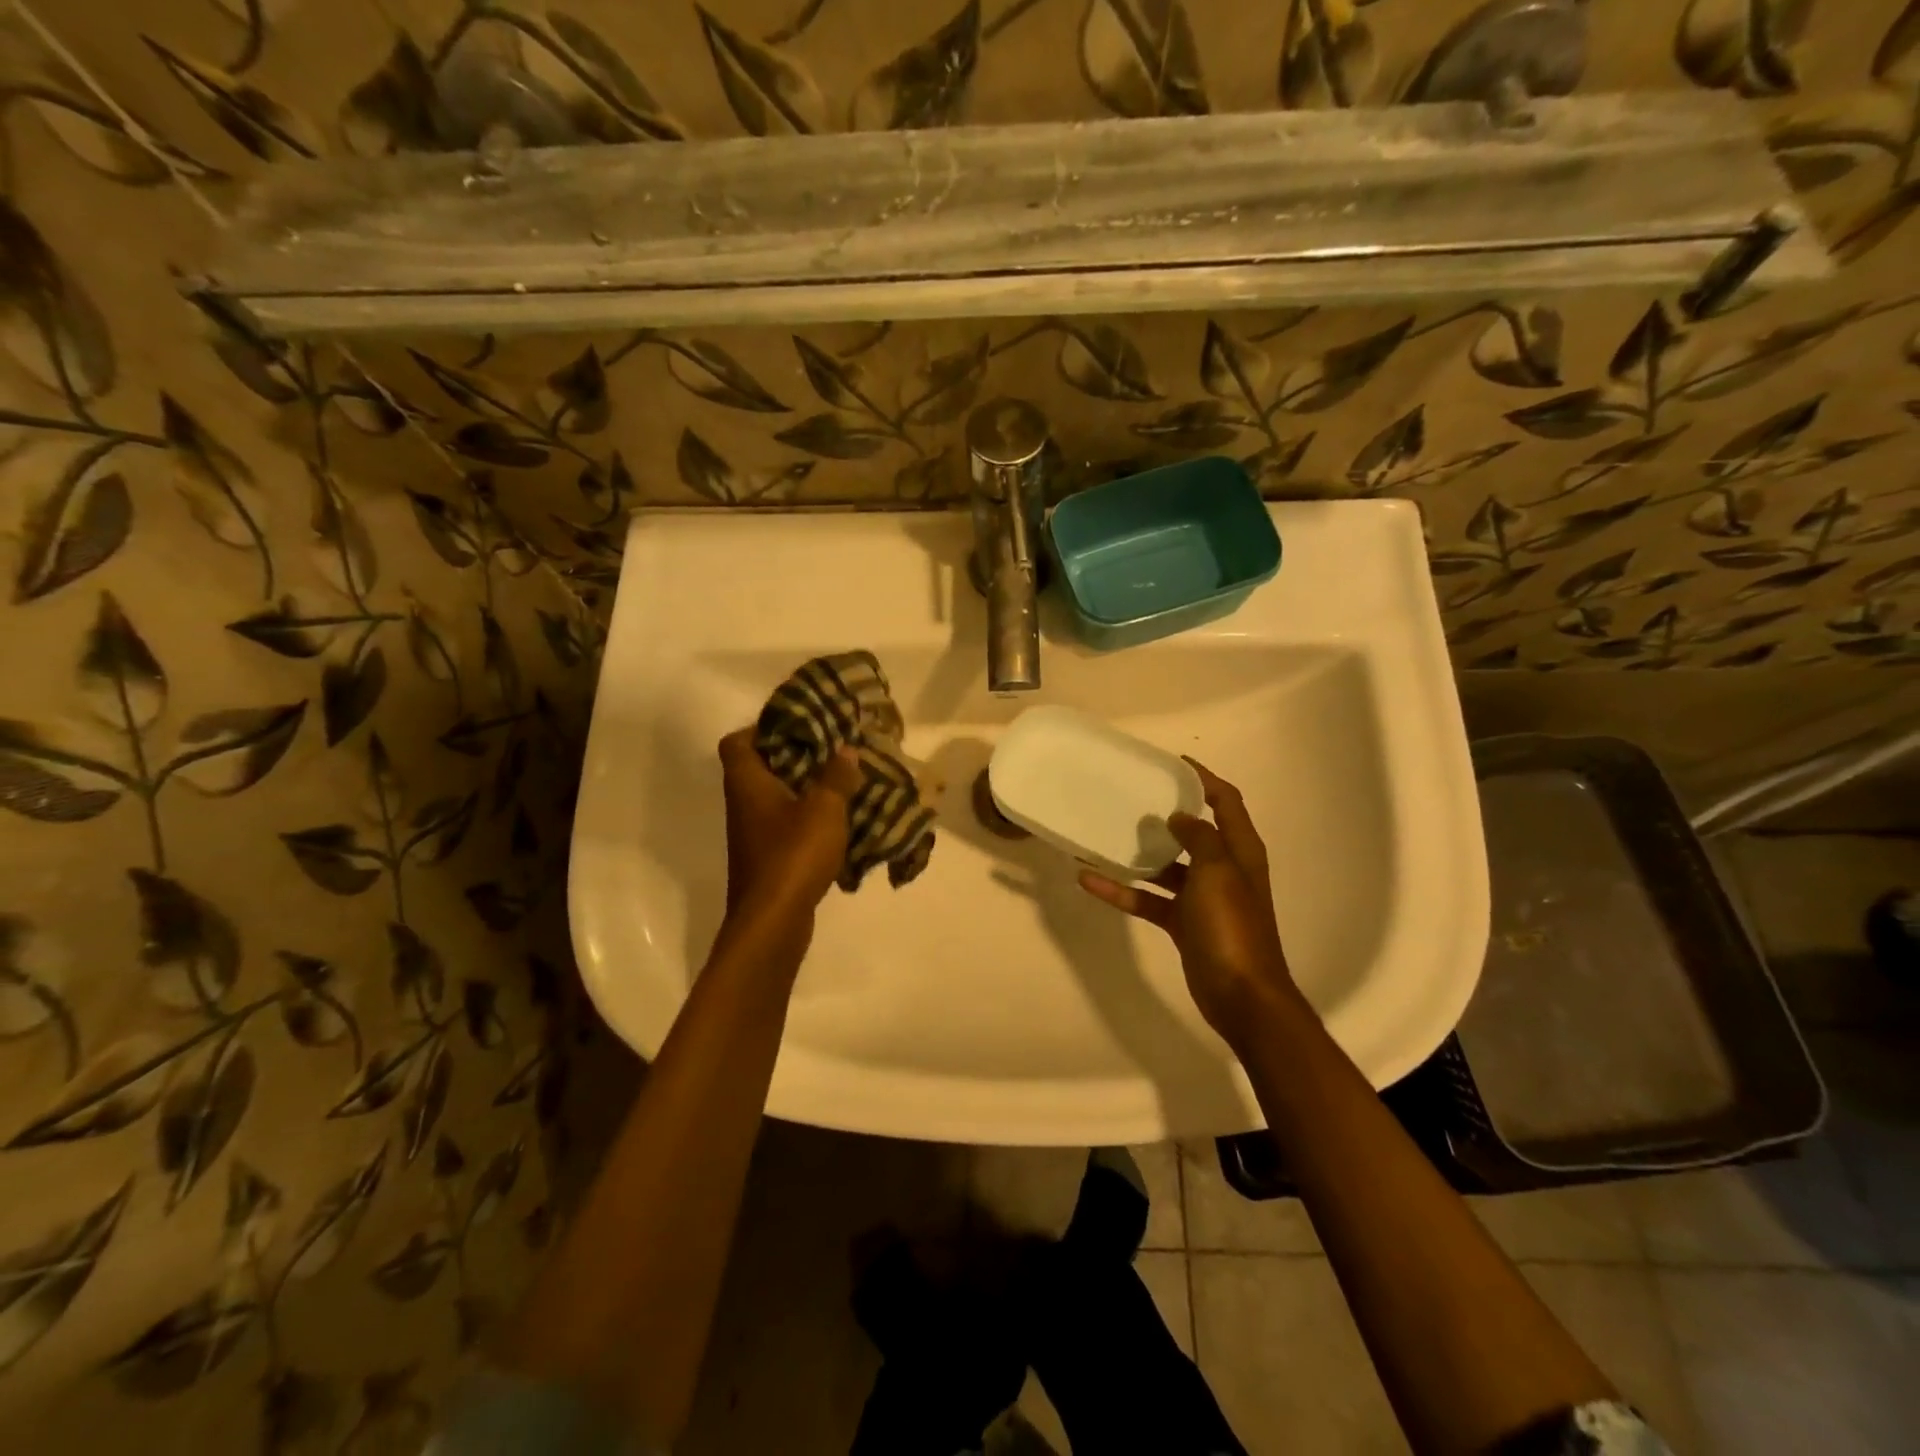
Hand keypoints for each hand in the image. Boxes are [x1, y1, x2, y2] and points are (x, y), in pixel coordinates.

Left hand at [717, 729, 860, 968]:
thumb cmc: (793, 854)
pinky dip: (810, 821)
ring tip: (842, 781)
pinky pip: (788, 829)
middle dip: (796, 758)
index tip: (798, 725)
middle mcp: (744, 805)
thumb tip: (845, 750)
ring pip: (777, 800)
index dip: (762, 729)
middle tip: (831, 750)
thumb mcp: (824, 808)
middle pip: (761, 769)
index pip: (737, 742)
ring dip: (806, 790)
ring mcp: (754, 836)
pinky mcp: (768, 861)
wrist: (773, 922)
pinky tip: (840, 822)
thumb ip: (836, 776)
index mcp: (748, 783)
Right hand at [1079, 761, 1298, 1041]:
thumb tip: (1180, 817)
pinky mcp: (1182, 924)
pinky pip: (1149, 899)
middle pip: (1194, 832)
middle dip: (1166, 814)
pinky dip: (1123, 891)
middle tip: (1132, 796)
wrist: (1242, 995)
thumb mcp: (1217, 871)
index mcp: (1240, 851)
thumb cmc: (1232, 926)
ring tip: (1103, 834)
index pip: (1226, 802)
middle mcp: (1223, 869)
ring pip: (1166, 867)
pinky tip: (1089, 880)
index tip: (1172, 762)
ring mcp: (1202, 898)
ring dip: (1138, 854)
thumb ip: (1199, 838)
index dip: (1204, 779)